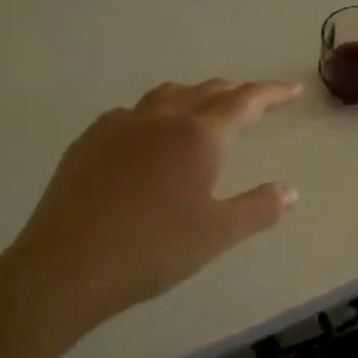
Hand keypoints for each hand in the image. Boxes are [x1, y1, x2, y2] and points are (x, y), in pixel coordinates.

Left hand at [0, 79, 302, 357]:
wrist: (65, 266)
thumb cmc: (152, 249)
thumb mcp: (217, 234)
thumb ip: (259, 208)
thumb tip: (292, 191)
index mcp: (199, 135)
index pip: (245, 101)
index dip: (271, 93)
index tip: (292, 91)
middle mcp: (162, 118)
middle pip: (207, 91)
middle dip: (235, 92)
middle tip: (255, 102)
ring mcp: (121, 125)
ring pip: (167, 95)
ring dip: (194, 96)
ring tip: (204, 108)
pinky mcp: (89, 140)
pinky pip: (132, 113)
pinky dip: (154, 113)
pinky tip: (147, 135)